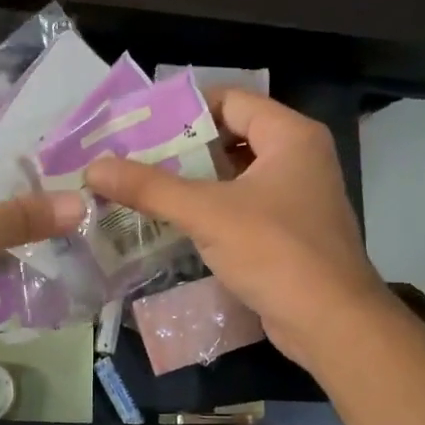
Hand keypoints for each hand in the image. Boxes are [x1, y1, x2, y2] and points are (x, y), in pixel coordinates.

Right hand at [83, 91, 384, 372]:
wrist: (330, 323)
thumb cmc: (275, 251)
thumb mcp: (207, 213)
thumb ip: (150, 187)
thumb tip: (94, 168)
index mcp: (291, 136)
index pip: (232, 100)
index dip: (185, 108)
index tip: (140, 123)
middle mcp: (299, 159)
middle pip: (231, 138)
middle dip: (181, 149)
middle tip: (132, 157)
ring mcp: (296, 199)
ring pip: (234, 178)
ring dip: (192, 183)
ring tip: (141, 188)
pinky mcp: (288, 235)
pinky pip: (241, 209)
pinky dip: (209, 212)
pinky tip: (171, 224)